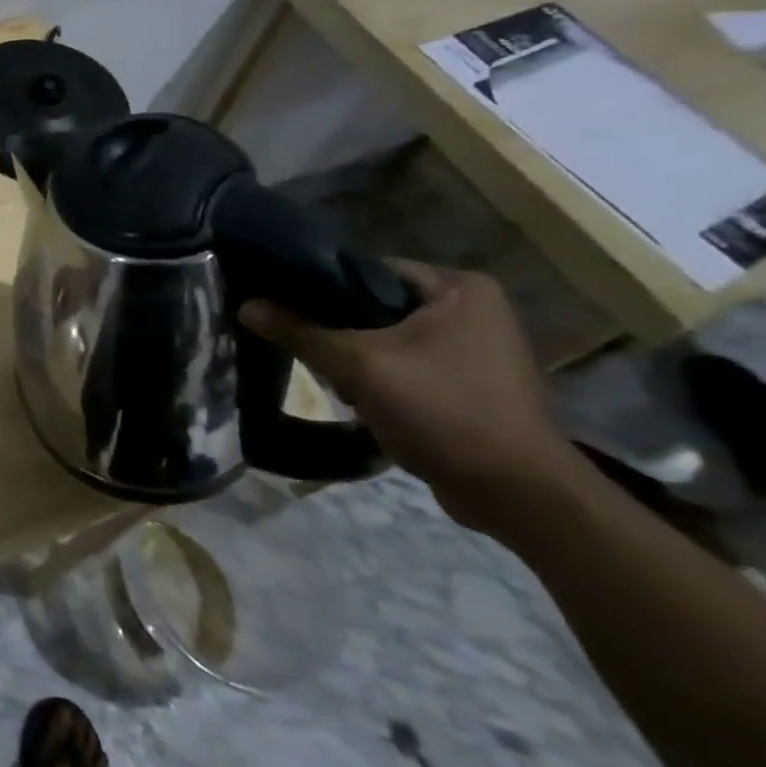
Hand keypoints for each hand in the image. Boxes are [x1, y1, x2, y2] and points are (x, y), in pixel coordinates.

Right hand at [240, 261, 582, 538]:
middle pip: (375, 305)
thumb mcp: (360, 366)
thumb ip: (300, 332)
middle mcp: (472, 309)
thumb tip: (245, 306)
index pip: (367, 269)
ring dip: (357, 359)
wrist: (519, 497)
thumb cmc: (445, 412)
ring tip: (337, 382)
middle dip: (339, 331)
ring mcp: (475, 348)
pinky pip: (407, 365)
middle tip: (309, 351)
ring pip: (387, 338)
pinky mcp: (470, 383)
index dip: (320, 287)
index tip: (283, 306)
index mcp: (459, 287)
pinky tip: (363, 401)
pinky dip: (381, 379)